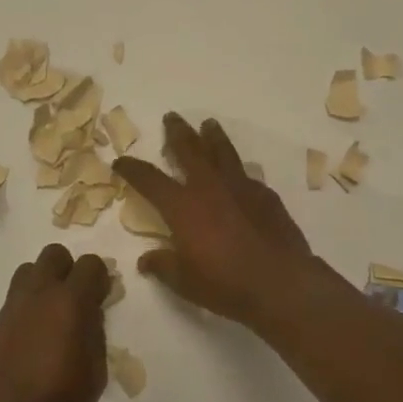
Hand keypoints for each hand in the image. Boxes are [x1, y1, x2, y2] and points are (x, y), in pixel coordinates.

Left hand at [0, 244, 111, 401]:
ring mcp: (13, 307)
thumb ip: (96, 329)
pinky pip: (15, 298)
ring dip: (44, 282)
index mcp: (70, 302)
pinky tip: (33, 337)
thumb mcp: (96, 370)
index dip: (99, 278)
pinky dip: (28, 306)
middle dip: (69, 270)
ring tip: (51, 314)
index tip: (102, 297)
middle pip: (54, 255)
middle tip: (76, 300)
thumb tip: (92, 309)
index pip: (90, 263)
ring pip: (29, 270)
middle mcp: (39, 294)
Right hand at [112, 114, 316, 329]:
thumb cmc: (225, 284)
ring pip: (222, 151)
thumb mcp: (184, 282)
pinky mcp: (265, 194)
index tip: (121, 161)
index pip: (149, 179)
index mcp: (182, 206)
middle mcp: (209, 186)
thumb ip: (163, 266)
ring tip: (208, 124)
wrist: (281, 282)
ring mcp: (240, 186)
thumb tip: (146, 261)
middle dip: (177, 132)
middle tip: (171, 117)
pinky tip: (240, 172)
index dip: (132, 169)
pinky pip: (247, 173)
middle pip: (189, 149)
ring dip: (212, 136)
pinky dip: (238, 169)